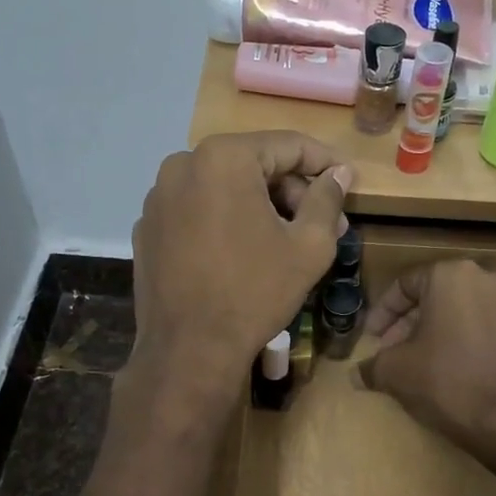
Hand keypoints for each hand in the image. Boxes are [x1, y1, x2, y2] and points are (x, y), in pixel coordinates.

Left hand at [130, 132, 352, 399]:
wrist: (188, 350)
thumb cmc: (255, 293)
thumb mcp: (308, 247)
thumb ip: (327, 200)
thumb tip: (339, 174)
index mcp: (224, 158)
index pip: (288, 145)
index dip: (324, 163)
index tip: (347, 184)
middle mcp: (182, 165)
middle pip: (252, 165)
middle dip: (292, 192)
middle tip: (325, 225)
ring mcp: (158, 198)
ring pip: (223, 188)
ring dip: (259, 207)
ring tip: (287, 242)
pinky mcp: (147, 228)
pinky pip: (196, 212)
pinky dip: (224, 222)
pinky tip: (242, 255)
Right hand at [359, 260, 495, 445]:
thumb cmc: (445, 382)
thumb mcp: (394, 372)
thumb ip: (372, 366)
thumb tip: (355, 375)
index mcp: (450, 274)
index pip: (405, 285)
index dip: (383, 314)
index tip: (373, 340)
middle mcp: (487, 275)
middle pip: (440, 292)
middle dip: (415, 320)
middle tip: (398, 349)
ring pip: (473, 303)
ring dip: (451, 322)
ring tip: (435, 350)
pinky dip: (490, 329)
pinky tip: (480, 347)